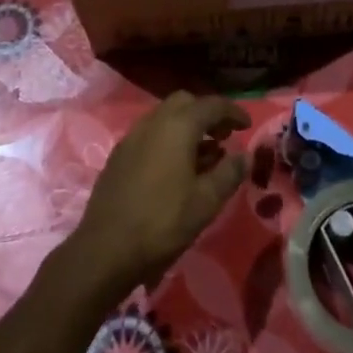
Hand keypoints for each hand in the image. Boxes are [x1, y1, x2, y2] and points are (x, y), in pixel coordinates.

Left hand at [70, 92, 250, 296]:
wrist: (105, 249)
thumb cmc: (163, 222)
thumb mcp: (206, 201)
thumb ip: (229, 173)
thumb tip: (245, 155)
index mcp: (177, 126)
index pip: (211, 105)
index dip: (233, 112)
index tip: (247, 126)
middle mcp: (152, 122)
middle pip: (185, 103)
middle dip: (207, 114)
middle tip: (225, 137)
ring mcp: (131, 137)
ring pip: (165, 118)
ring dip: (187, 127)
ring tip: (205, 156)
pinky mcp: (119, 156)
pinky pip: (150, 135)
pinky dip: (169, 140)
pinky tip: (177, 169)